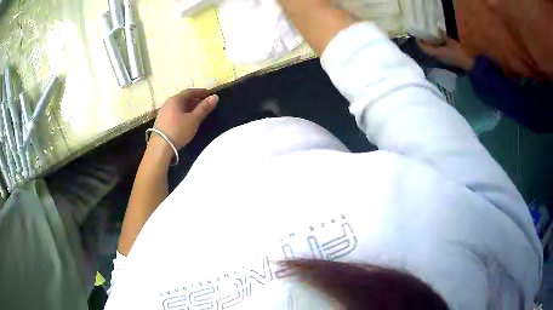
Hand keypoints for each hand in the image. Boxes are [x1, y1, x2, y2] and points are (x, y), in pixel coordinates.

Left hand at [153, 89, 218, 149]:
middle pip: (183, 98)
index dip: (200, 92)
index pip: (190, 91)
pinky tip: (186, 120)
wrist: (160, 147)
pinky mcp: (161, 121)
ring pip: (178, 106)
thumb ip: (204, 108)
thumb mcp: (194, 120)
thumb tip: (215, 97)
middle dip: (195, 100)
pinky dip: (182, 113)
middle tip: (205, 104)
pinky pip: (174, 113)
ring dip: (188, 107)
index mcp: (175, 99)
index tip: (209, 94)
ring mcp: (163, 112)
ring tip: (197, 113)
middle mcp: (168, 103)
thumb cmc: (178, 130)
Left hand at [418, 38, 474, 70]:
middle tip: (422, 34)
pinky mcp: (446, 59)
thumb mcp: (451, 42)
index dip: (419, 42)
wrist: (469, 63)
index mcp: (438, 53)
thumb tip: (438, 30)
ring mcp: (442, 59)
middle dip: (423, 42)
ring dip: (429, 45)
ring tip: (428, 35)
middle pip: (427, 50)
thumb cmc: (460, 52)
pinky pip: (438, 52)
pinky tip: (437, 40)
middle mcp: (438, 57)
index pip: (425, 49)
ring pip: (432, 51)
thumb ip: (443, 36)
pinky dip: (435, 46)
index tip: (417, 35)